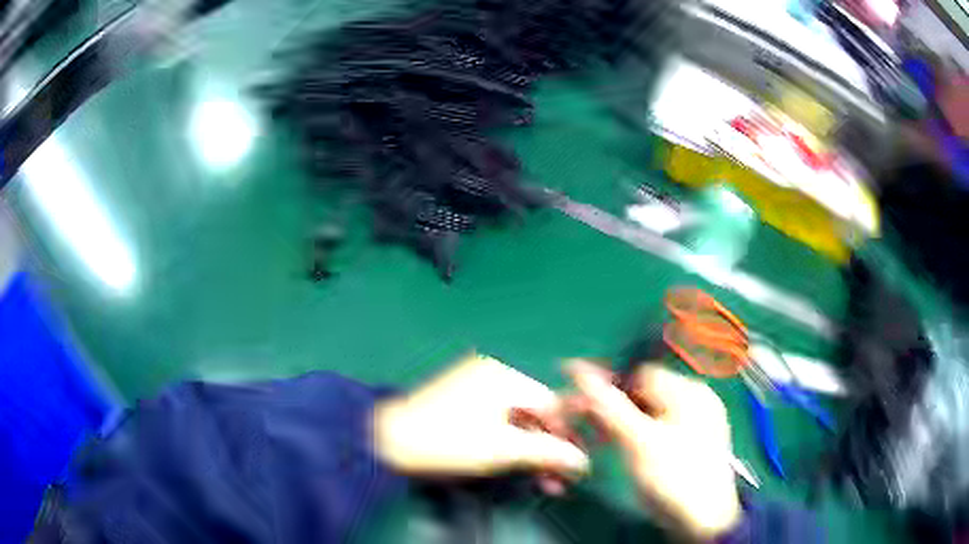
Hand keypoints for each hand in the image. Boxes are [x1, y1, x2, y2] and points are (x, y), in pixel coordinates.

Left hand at [372, 354, 588, 492]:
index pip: (551, 402)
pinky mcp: (462, 401)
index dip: (565, 433)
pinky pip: (498, 420)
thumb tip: (582, 461)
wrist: (388, 441)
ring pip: (517, 419)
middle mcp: (493, 374)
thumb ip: (547, 452)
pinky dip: (509, 442)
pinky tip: (516, 463)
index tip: (573, 461)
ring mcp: (475, 386)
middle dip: (548, 446)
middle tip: (557, 478)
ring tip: (540, 479)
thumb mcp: (502, 449)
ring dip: (530, 448)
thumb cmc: (447, 441)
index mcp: (504, 376)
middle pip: (535, 412)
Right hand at [567, 360, 741, 540]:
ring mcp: (695, 423)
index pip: (640, 373)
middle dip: (611, 407)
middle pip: (643, 394)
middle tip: (582, 425)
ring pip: (647, 414)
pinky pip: (656, 430)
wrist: (703, 520)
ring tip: (597, 440)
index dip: (608, 385)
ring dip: (619, 424)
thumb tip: (578, 371)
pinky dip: (635, 436)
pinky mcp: (690, 445)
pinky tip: (621, 450)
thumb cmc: (673, 477)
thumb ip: (608, 405)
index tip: (579, 403)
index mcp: (689, 391)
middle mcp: (695, 401)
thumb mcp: (638, 441)